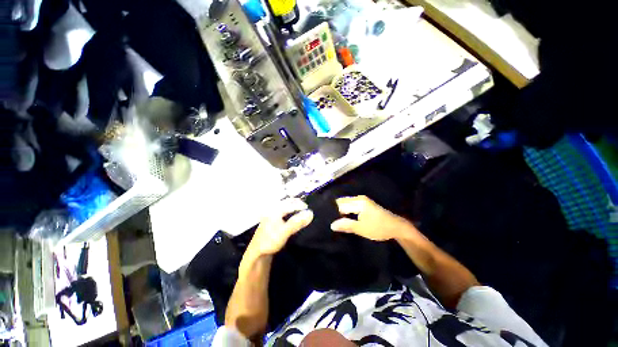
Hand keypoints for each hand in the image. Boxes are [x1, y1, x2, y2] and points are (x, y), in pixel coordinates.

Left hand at [248, 198, 313, 255]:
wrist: (256, 253)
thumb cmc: (270, 241)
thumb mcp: (284, 232)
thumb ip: (297, 222)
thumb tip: (310, 213)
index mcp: (275, 210)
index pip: (291, 204)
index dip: (301, 206)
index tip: (310, 210)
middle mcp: (272, 210)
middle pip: (286, 203)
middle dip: (296, 203)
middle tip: (305, 206)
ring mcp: (270, 215)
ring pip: (283, 207)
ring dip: (292, 207)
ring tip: (300, 209)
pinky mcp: (270, 221)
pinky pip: (281, 212)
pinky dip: (288, 211)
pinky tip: (290, 216)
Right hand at [331, 195, 413, 240]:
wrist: (396, 227)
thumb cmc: (379, 228)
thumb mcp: (362, 229)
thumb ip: (346, 225)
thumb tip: (332, 225)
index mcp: (358, 202)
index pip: (340, 205)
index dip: (333, 213)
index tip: (327, 220)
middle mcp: (359, 198)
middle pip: (342, 202)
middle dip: (336, 211)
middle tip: (330, 220)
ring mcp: (362, 200)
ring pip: (346, 204)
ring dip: (341, 211)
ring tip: (335, 220)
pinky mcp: (365, 204)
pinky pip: (351, 205)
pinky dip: (347, 211)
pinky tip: (344, 218)